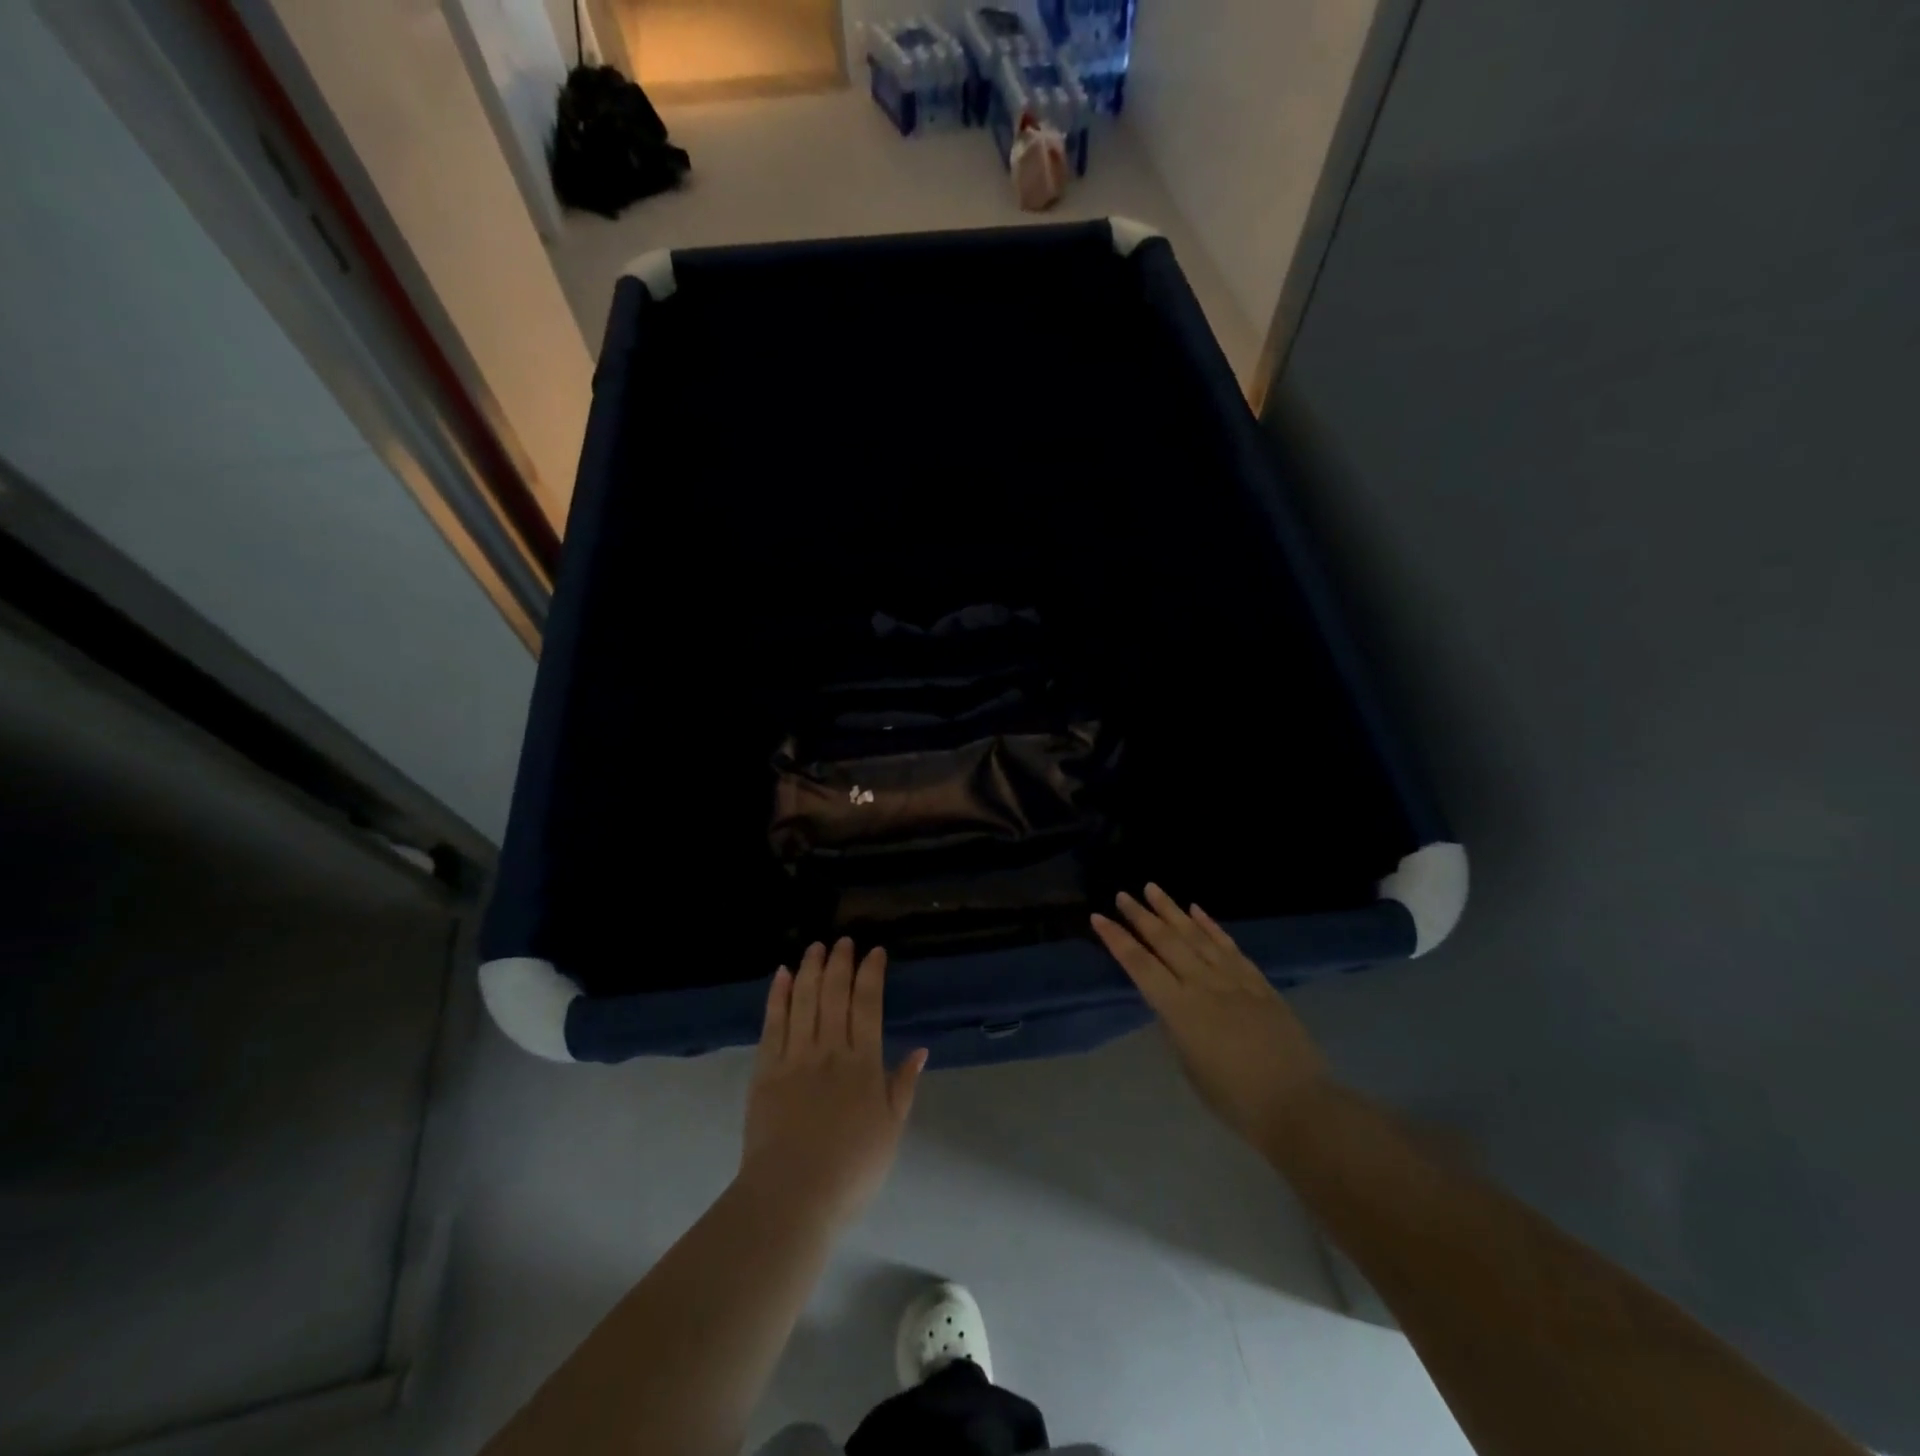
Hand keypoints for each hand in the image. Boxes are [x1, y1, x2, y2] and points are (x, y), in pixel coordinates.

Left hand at [738, 938, 927, 1233]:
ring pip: (804, 1001)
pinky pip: (773, 1023)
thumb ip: (903, 1086)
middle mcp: (830, 1050)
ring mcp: (795, 1057)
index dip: (872, 974)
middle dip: (840, 963)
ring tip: (816, 946)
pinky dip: (778, 996)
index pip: (869, 1005)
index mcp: (863, 1063)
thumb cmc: (851, 1169)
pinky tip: (783, 975)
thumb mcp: (891, 1130)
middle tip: (844, 940)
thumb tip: (921, 1049)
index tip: (875, 952)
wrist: (792, 1196)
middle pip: (835, 994)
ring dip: (811, 969)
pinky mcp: (766, 1070)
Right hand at [1092, 885, 1329, 1150]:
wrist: (1297, 1104)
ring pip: (1196, 935)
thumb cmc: (1234, 1099)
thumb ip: (1175, 1027)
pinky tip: (1197, 910)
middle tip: (1122, 895)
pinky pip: (1228, 946)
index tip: (1099, 918)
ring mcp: (1233, 979)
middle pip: (1166, 941)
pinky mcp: (1257, 981)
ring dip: (1172, 910)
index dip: (1117, 940)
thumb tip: (1168, 1003)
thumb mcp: (1189, 1066)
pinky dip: (1211, 925)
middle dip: (1141, 916)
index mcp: (1179, 1009)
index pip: (1140, 965)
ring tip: (1153, 888)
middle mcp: (1203, 985)